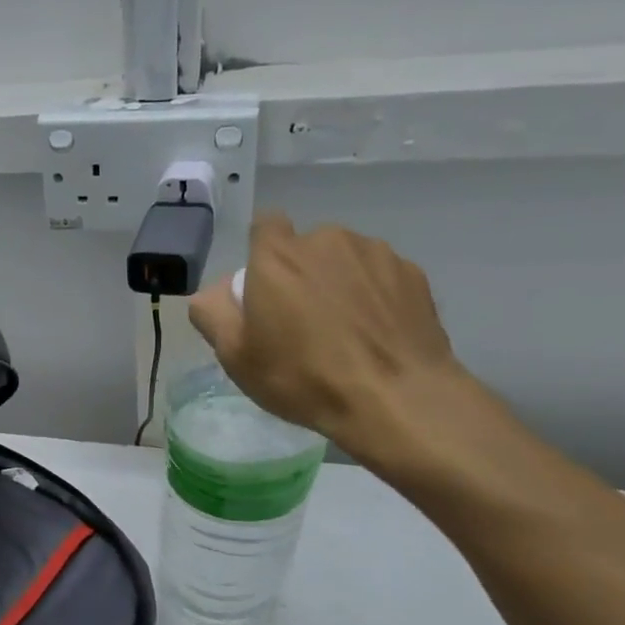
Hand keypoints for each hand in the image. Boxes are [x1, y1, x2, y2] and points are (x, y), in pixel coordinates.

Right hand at [188, 213, 470, 470]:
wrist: (395, 398)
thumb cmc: (302, 377)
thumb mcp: (235, 357)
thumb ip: (212, 314)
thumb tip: (212, 293)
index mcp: (277, 256)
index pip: (265, 226)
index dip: (262, 254)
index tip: (265, 289)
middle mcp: (326, 240)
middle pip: (305, 247)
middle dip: (300, 273)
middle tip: (302, 322)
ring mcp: (375, 253)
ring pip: (345, 259)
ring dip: (339, 283)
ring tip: (344, 330)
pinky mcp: (412, 273)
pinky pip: (379, 276)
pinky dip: (374, 296)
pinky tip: (375, 334)